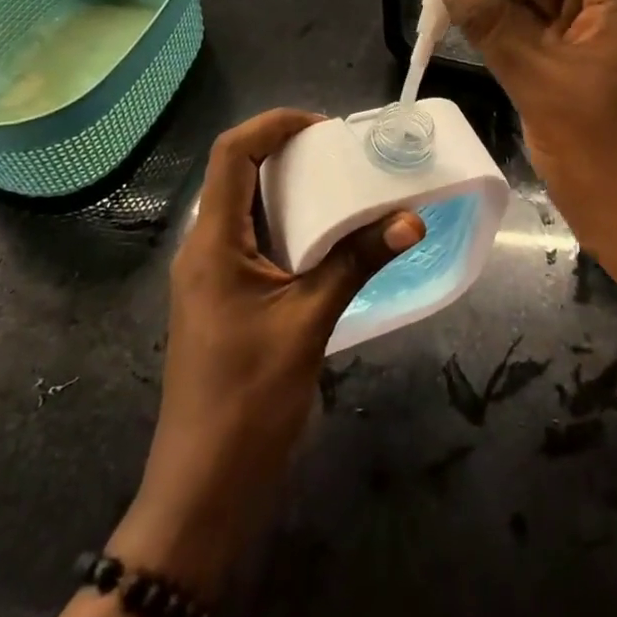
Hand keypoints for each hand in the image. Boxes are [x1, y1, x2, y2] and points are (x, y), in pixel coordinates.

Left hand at [115, 109, 424, 594]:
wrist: (204, 491)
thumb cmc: (249, 400)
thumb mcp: (309, 322)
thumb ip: (358, 262)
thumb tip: (412, 217)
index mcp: (212, 243)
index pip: (231, 154)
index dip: (273, 125)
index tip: (324, 126)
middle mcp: (204, 249)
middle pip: (237, 174)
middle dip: (286, 150)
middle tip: (341, 151)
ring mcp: (211, 276)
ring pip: (245, 207)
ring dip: (288, 187)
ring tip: (341, 182)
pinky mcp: (224, 299)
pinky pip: (253, 239)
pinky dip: (287, 222)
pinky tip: (327, 236)